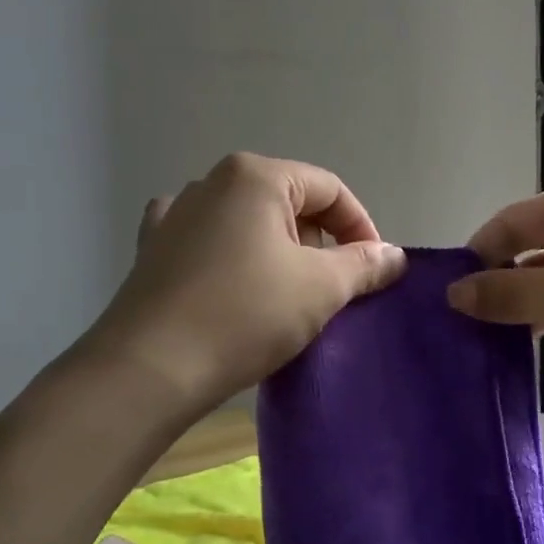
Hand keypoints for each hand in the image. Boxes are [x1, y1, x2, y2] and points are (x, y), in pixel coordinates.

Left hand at [87, 153, 406, 412]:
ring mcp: (175, 214)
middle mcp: (212, 181)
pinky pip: (208, 242)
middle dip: (320, 241)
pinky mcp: (153, 249)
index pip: (329, 189)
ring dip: (278, 252)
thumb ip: (364, 264)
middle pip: (288, 202)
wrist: (149, 368)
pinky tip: (233, 282)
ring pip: (248, 222)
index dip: (361, 227)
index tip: (374, 271)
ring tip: (288, 296)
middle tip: (334, 289)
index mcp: (255, 176)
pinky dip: (232, 258)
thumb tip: (394, 255)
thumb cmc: (245, 315)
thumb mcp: (320, 288)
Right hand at [446, 179, 543, 400]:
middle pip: (528, 248)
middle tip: (460, 325)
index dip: (477, 255)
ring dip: (522, 305)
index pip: (510, 222)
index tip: (447, 298)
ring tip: (485, 340)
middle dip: (496, 282)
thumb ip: (511, 293)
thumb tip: (453, 293)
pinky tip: (528, 346)